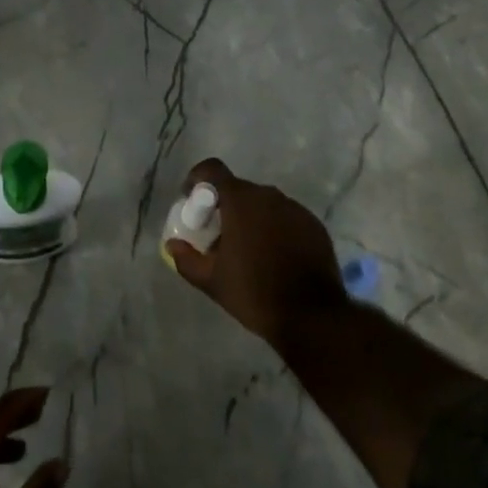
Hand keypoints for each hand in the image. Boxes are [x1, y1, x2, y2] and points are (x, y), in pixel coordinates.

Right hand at [164, 157, 347, 351]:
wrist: (313, 317)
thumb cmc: (255, 293)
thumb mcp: (212, 281)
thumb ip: (187, 259)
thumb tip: (172, 245)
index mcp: (241, 201)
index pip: (213, 169)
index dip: (198, 178)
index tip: (191, 199)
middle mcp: (269, 195)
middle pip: (239, 189)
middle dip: (225, 206)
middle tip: (218, 234)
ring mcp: (295, 209)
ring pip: (264, 204)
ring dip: (251, 217)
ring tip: (248, 249)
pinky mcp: (314, 225)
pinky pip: (286, 218)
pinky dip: (275, 228)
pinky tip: (275, 257)